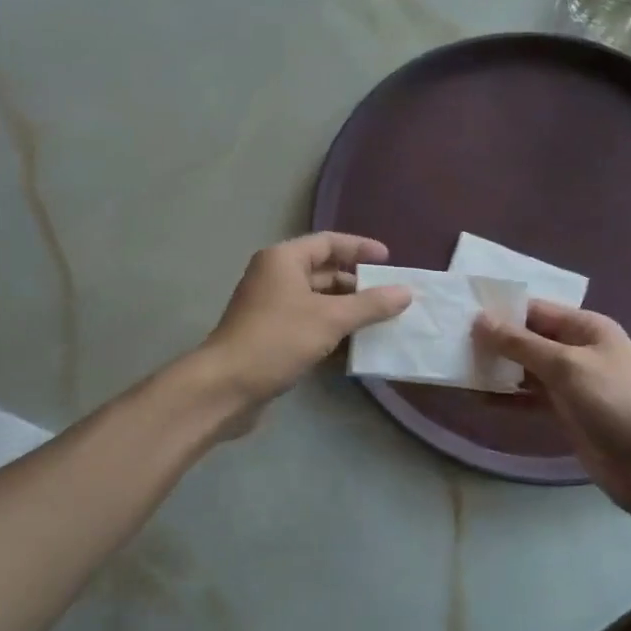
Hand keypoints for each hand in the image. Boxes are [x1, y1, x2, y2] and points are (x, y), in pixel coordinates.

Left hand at [202, 233, 412, 406]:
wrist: (225, 388)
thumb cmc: (277, 340)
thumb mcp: (330, 319)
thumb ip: (370, 304)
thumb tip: (405, 292)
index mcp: (283, 260)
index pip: (328, 242)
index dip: (359, 248)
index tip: (389, 260)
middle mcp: (275, 278)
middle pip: (324, 273)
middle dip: (358, 286)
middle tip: (392, 298)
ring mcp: (271, 309)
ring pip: (318, 303)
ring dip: (348, 313)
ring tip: (382, 324)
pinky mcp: (271, 337)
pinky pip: (309, 326)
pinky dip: (332, 333)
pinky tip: (357, 349)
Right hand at [475, 302, 630, 517]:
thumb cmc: (614, 403)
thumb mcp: (566, 366)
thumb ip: (520, 343)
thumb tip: (480, 321)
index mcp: (586, 327)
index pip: (535, 310)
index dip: (500, 311)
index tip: (461, 314)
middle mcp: (578, 349)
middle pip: (528, 338)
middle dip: (494, 341)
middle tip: (451, 342)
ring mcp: (572, 382)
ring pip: (525, 369)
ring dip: (497, 370)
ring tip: (457, 368)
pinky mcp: (565, 412)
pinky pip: (529, 397)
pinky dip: (507, 397)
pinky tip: (478, 398)